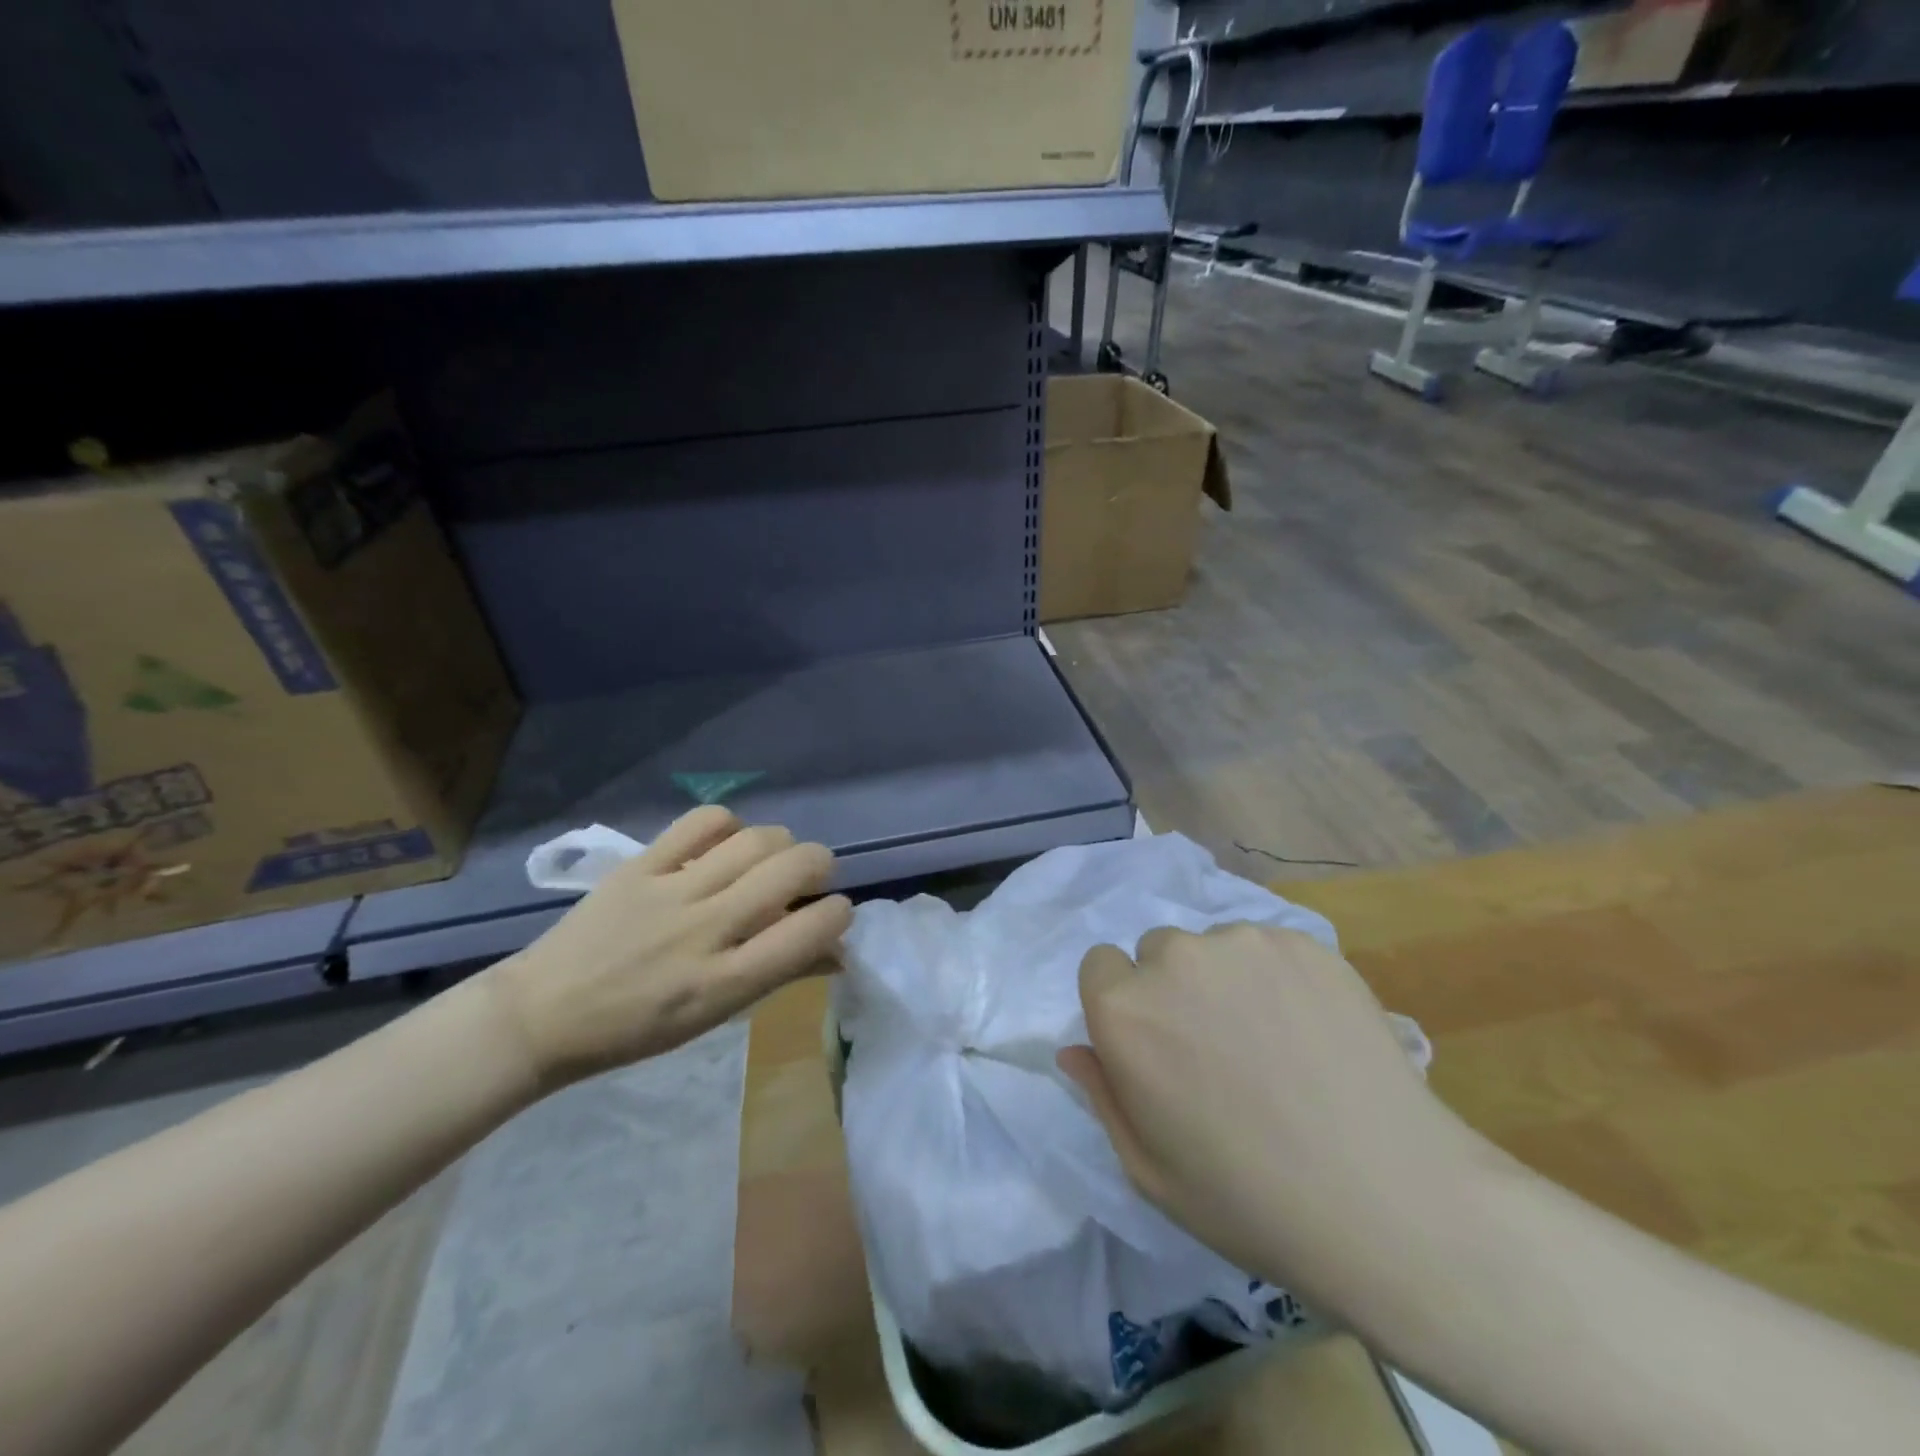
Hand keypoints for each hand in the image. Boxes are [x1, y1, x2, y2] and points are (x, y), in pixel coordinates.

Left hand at [482, 807, 851, 1088]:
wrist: (543, 1014)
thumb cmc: (639, 1028)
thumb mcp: (716, 1015)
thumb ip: (779, 975)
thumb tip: (837, 950)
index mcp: (725, 983)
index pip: (810, 931)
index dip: (839, 913)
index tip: (834, 912)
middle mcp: (705, 931)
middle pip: (792, 869)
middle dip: (820, 865)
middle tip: (810, 878)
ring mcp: (671, 892)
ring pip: (756, 839)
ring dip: (781, 843)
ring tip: (771, 858)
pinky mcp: (640, 865)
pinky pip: (702, 821)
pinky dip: (728, 823)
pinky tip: (725, 841)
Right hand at [1057, 924, 1488, 1308]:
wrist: (1388, 1200)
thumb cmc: (1249, 1199)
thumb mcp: (1150, 1170)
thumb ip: (1101, 1095)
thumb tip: (1074, 1049)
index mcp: (1124, 1010)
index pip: (1100, 966)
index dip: (1123, 1004)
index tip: (1157, 1045)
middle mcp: (1174, 958)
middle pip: (1156, 952)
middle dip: (1173, 989)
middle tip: (1219, 1048)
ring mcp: (1242, 943)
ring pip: (1214, 946)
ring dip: (1227, 980)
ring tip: (1274, 1042)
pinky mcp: (1303, 942)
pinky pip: (1269, 948)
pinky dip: (1278, 977)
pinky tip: (1313, 1031)